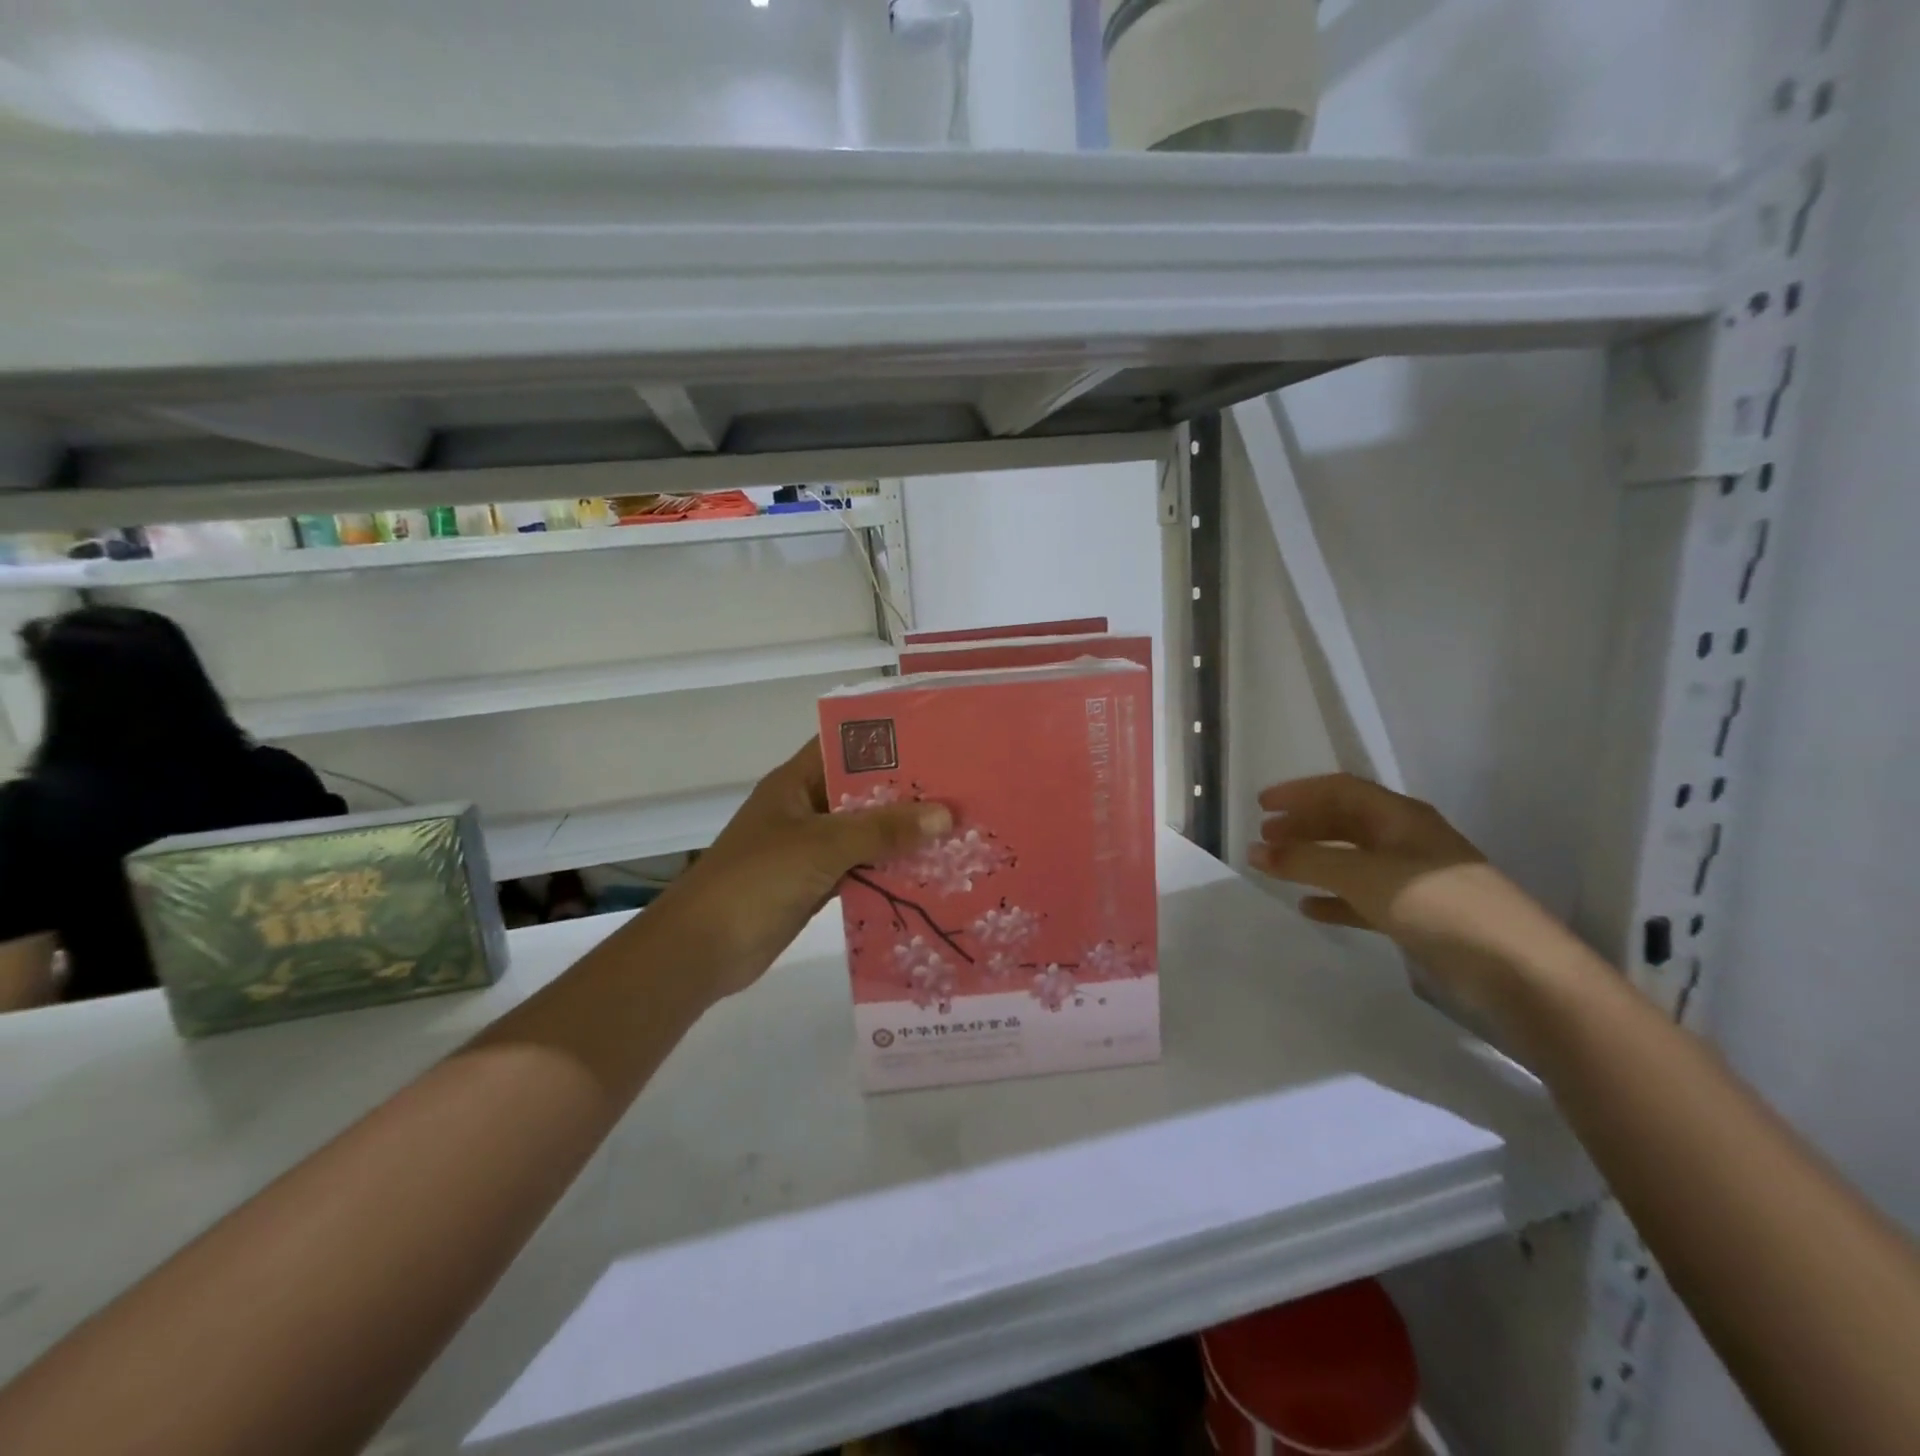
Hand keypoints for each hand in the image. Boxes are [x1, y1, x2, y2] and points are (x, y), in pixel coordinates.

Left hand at [648, 740, 951, 1001]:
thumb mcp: (821, 846)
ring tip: (957, 832)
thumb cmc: (755, 881)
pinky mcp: (815, 884)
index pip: (845, 745)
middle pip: (862, 791)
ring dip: (902, 836)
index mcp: (796, 783)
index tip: (936, 741)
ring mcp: (809, 849)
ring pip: (864, 834)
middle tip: (961, 791)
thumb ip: (881, 830)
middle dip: (907, 794)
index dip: (887, 740)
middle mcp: (805, 809)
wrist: (701, 950)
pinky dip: (888, 872)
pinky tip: (928, 875)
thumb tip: (945, 815)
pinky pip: (860, 870)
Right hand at [1249, 773, 1586, 1038]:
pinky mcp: (1419, 915)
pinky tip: (1311, 908)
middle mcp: (1407, 840)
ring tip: (1279, 868)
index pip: (1341, 790)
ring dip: (1315, 859)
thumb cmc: (1440, 906)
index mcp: (1400, 817)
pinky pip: (1364, 897)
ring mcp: (1415, 879)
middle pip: (1346, 821)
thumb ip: (1307, 860)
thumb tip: (1255, 850)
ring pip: (1352, 859)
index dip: (1299, 793)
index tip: (1261, 805)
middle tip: (1265, 837)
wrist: (1519, 971)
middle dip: (1304, 825)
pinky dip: (1335, 898)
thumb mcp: (1365, 876)